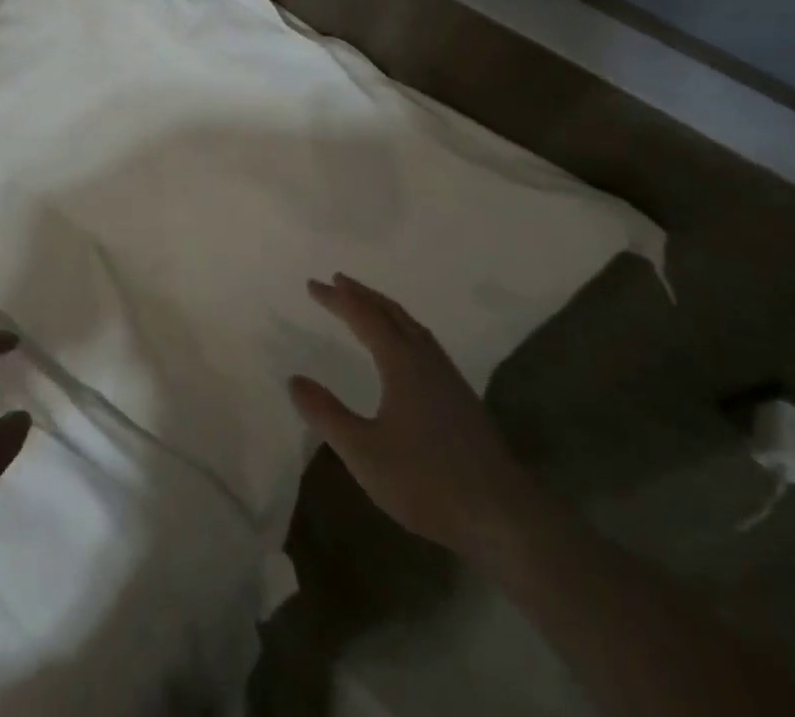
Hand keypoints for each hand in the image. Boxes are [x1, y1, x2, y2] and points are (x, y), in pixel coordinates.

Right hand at [289, 274, 528, 556]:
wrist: (501, 513)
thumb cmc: (426, 480)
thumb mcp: (364, 452)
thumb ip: (327, 414)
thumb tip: (294, 379)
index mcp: (402, 362)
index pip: (363, 317)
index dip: (337, 299)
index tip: (313, 284)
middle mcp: (425, 357)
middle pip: (390, 312)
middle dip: (362, 294)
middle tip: (337, 280)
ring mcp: (447, 375)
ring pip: (411, 325)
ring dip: (384, 308)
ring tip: (365, 304)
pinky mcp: (460, 395)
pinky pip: (423, 341)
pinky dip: (402, 328)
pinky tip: (403, 347)